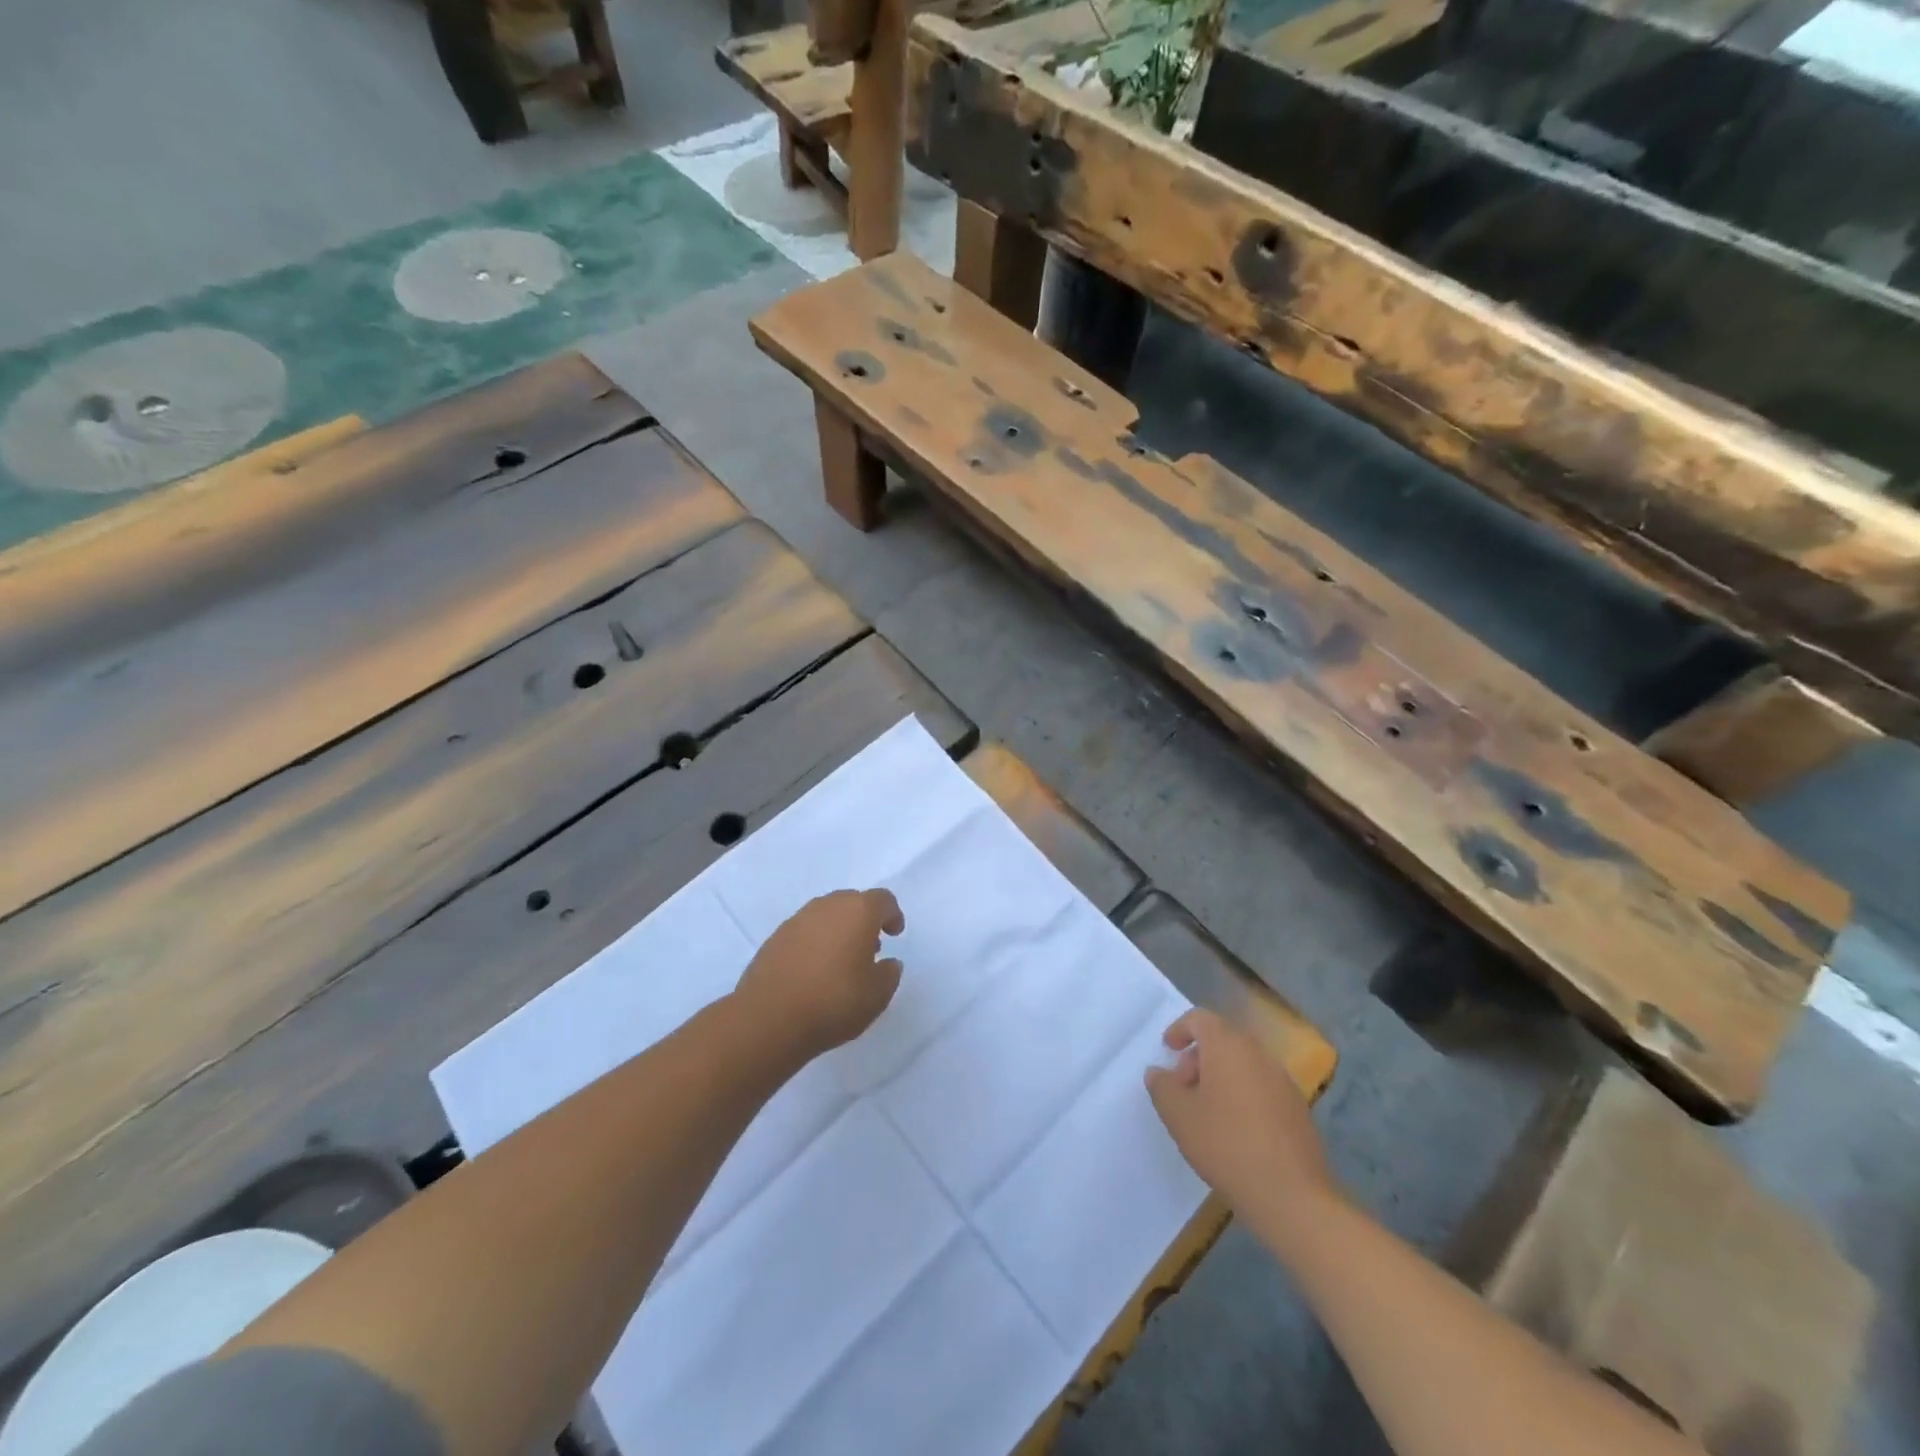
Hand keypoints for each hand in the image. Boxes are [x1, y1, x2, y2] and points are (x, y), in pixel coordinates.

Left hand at [735, 889, 905, 1057]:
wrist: (769, 1018)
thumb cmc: (834, 1001)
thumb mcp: (877, 995)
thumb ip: (889, 974)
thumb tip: (888, 963)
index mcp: (858, 911)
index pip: (882, 900)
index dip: (892, 915)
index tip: (894, 934)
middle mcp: (827, 906)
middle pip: (852, 902)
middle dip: (864, 920)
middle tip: (870, 947)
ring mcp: (797, 920)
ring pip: (826, 915)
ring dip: (838, 930)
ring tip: (841, 962)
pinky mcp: (775, 938)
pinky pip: (804, 932)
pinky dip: (815, 943)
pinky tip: (814, 972)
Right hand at [1145, 1008, 1337, 1248]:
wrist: (1291, 1195)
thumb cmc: (1226, 1144)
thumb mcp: (1178, 1115)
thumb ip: (1162, 1087)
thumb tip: (1158, 1072)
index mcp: (1228, 1046)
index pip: (1201, 1019)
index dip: (1180, 1029)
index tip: (1168, 1049)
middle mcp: (1258, 1054)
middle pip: (1223, 1040)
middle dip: (1199, 1057)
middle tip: (1183, 1087)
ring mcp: (1283, 1081)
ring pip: (1244, 1064)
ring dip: (1221, 1077)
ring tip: (1206, 1112)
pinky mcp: (1298, 1109)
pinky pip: (1262, 1087)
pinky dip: (1243, 1095)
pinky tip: (1235, 1130)